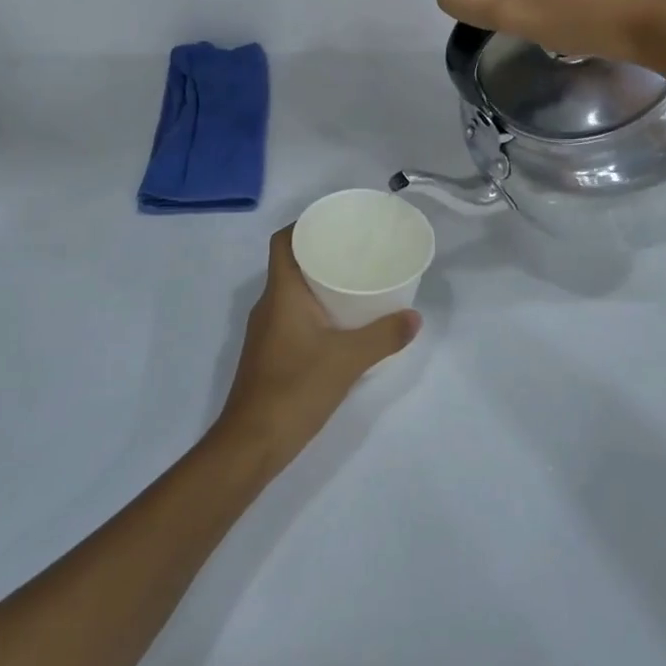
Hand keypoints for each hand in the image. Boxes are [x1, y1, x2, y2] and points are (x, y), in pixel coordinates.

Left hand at [211, 226, 420, 473]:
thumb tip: (414, 317)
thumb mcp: (348, 360)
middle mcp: (269, 305)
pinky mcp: (269, 353)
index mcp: (281, 293)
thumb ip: (384, 336)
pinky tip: (340, 323)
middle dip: (320, 252)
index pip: (283, 242)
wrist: (251, 442)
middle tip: (356, 250)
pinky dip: (314, 309)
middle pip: (290, 264)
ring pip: (291, 292)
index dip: (304, 225)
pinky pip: (292, 315)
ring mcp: (265, 331)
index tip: (335, 222)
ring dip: (318, 283)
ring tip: (354, 281)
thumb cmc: (295, 389)